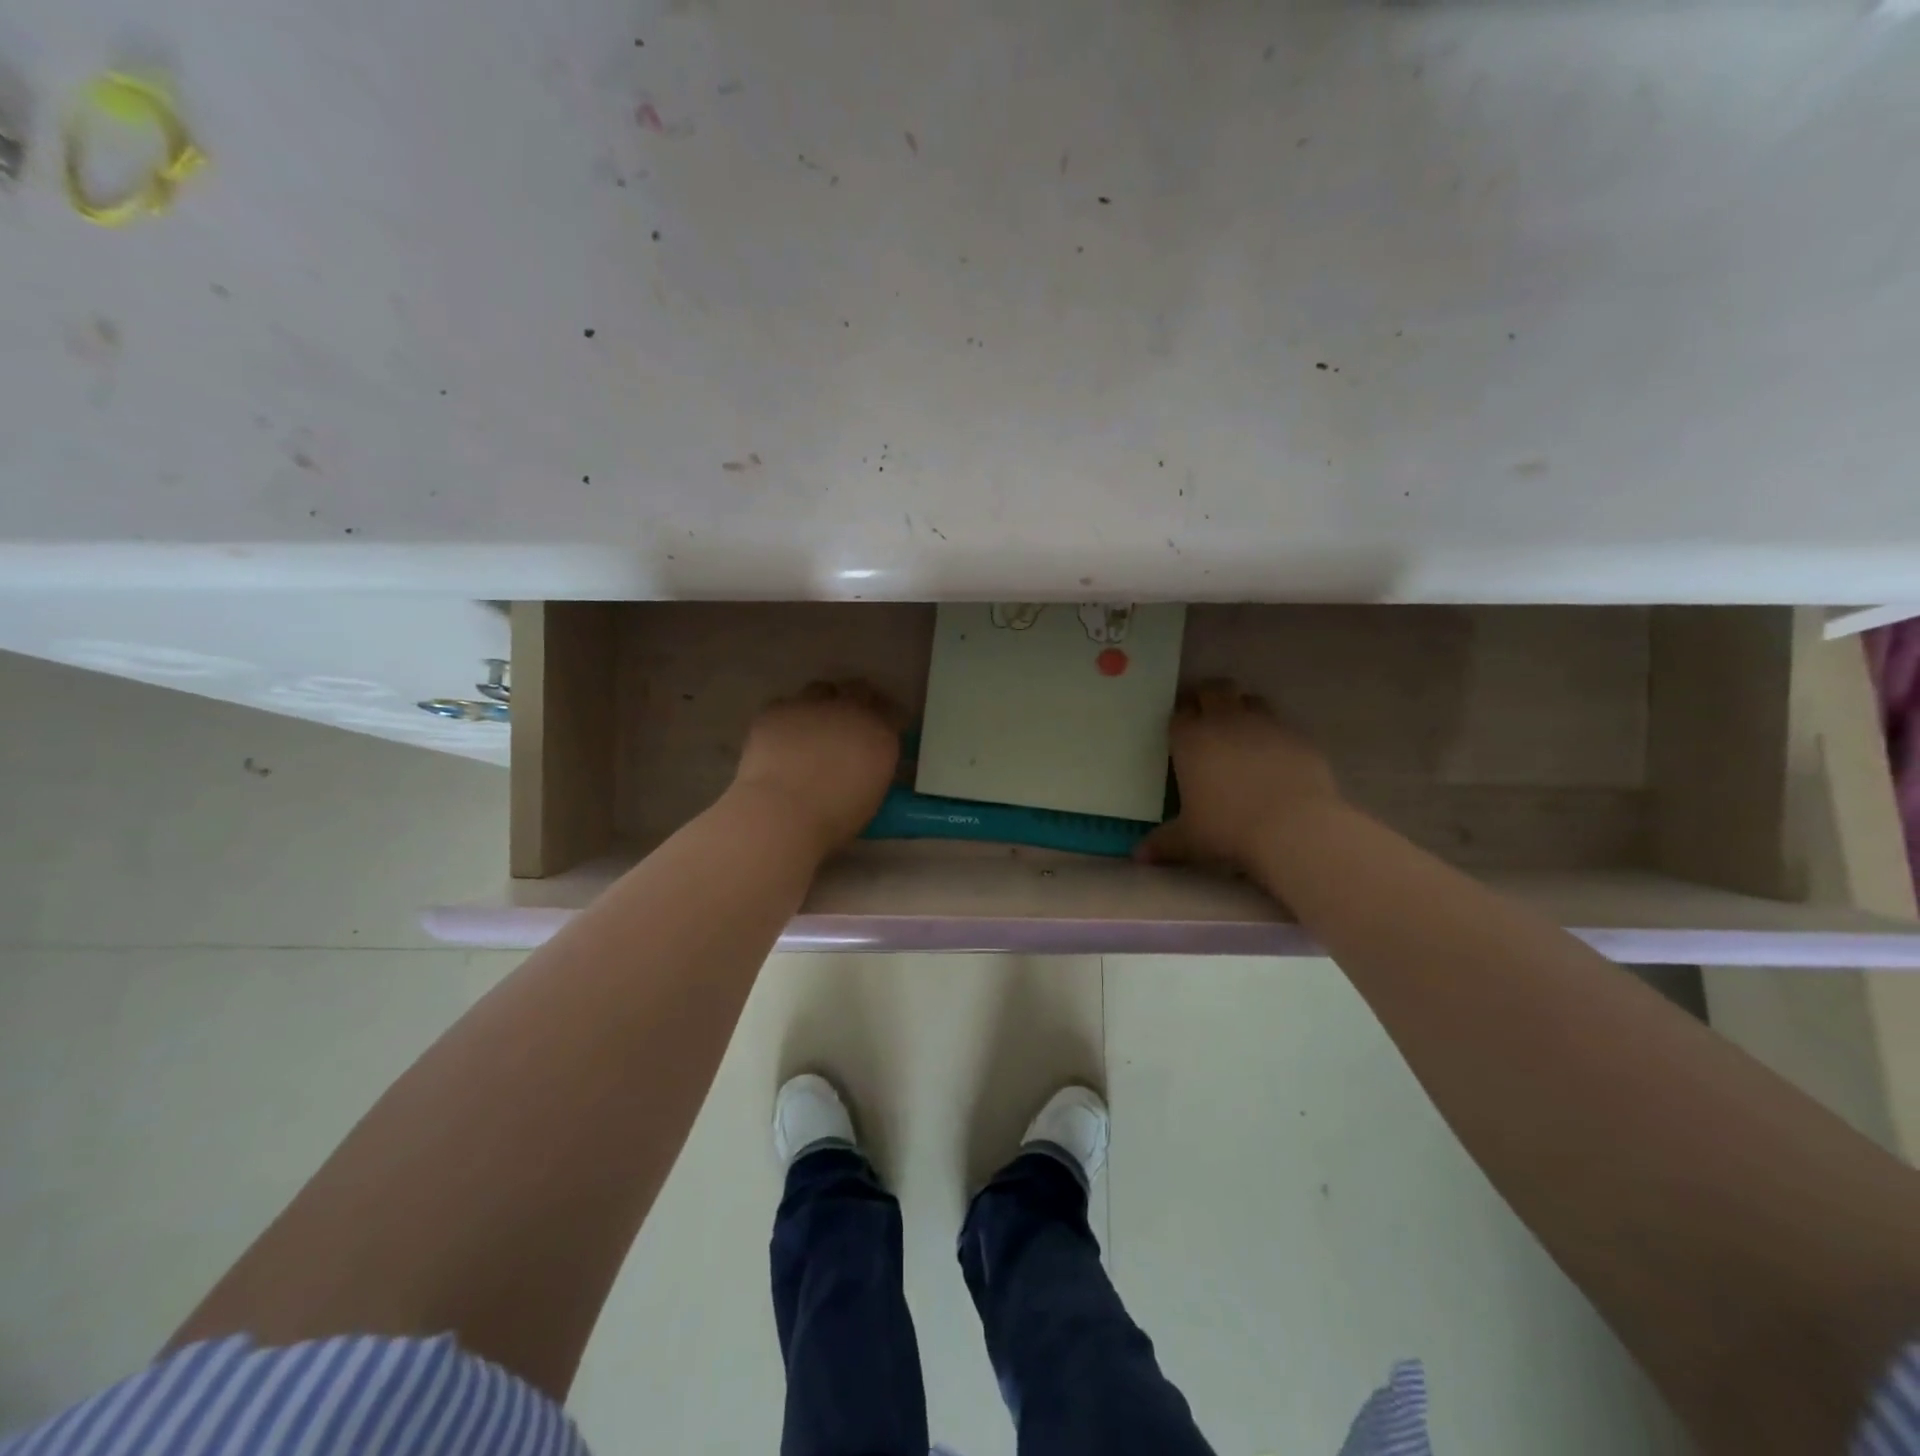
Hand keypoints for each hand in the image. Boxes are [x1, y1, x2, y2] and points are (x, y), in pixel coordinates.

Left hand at [726, 680, 905, 856]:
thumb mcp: (870, 796)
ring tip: (812, 724)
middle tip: (849, 718)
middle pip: (860, 689)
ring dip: (821, 702)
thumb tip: (864, 762)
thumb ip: (872, 768)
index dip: (887, 718)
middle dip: (858, 699)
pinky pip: (785, 705)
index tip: (882, 728)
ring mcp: (811, 705)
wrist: (781, 813)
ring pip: (821, 689)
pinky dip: (787, 717)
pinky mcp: (776, 710)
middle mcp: (850, 711)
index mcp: (881, 735)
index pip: (893, 713)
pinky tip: (781, 737)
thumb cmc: (833, 820)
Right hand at [1136, 680, 1341, 870]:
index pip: (1179, 713)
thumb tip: (1138, 856)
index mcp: (1191, 740)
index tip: (1179, 729)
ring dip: (1241, 707)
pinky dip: (1272, 732)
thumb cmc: (1228, 829)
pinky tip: (1273, 755)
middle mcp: (1225, 721)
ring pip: (1249, 698)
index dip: (1179, 717)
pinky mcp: (1297, 736)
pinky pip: (1280, 723)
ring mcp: (1265, 724)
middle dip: (1207, 697)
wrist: (1293, 828)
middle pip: (1214, 690)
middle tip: (1206, 717)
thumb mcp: (1189, 839)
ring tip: (1240, 731)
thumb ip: (1162, 842)